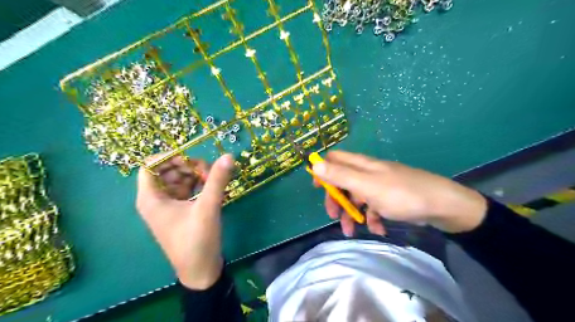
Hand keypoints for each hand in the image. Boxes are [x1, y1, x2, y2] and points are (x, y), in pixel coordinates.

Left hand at [136, 153, 233, 289]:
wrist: (200, 270)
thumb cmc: (197, 240)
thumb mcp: (208, 207)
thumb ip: (217, 180)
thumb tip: (228, 156)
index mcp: (151, 198)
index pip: (150, 165)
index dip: (170, 157)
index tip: (192, 158)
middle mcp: (155, 200)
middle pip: (167, 170)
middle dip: (187, 166)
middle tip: (208, 172)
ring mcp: (168, 206)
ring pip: (178, 179)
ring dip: (194, 175)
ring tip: (212, 180)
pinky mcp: (179, 211)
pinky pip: (185, 190)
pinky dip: (197, 185)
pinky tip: (211, 188)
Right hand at [312, 151, 486, 236]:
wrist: (442, 205)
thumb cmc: (401, 194)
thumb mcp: (366, 185)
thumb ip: (340, 175)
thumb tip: (314, 163)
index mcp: (361, 165)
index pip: (335, 159)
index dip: (323, 170)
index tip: (317, 188)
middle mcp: (368, 172)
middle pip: (343, 181)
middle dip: (336, 199)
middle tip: (333, 215)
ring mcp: (379, 185)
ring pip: (357, 196)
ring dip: (352, 213)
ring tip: (352, 232)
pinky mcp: (390, 198)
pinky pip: (373, 206)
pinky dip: (371, 217)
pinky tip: (378, 228)